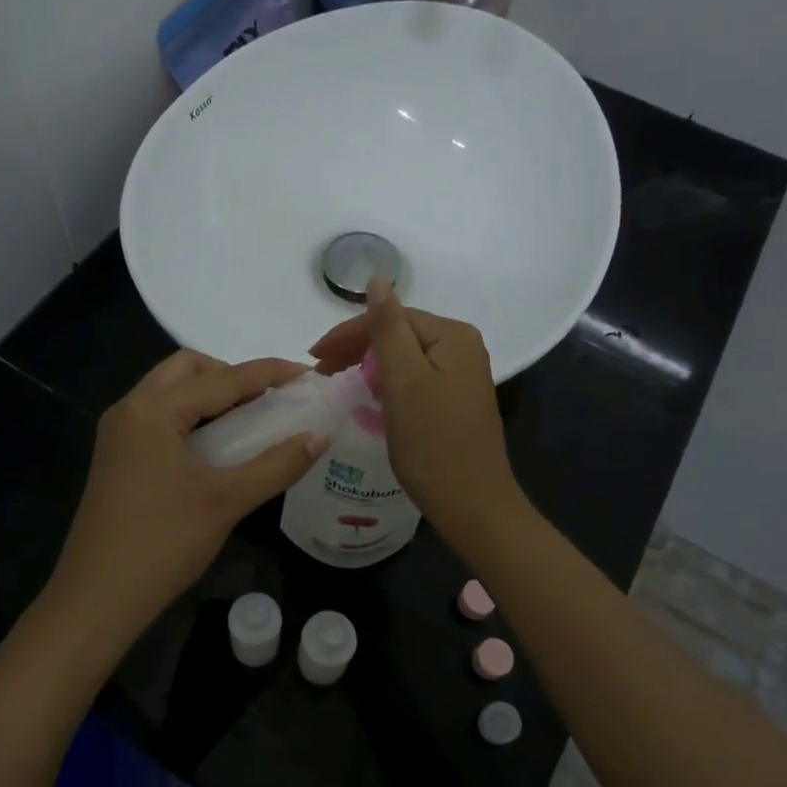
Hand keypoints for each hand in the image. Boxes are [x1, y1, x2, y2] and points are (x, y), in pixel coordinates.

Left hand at [46, 350, 326, 633]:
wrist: (96, 599)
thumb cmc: (163, 543)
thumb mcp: (227, 501)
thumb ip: (277, 464)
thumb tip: (321, 435)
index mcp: (153, 410)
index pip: (223, 378)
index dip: (271, 374)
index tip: (310, 374)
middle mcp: (130, 408)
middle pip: (188, 369)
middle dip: (233, 375)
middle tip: (270, 401)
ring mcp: (118, 434)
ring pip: (170, 391)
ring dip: (211, 394)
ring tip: (250, 420)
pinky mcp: (116, 457)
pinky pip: (159, 416)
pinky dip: (192, 416)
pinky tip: (217, 446)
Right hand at [309, 279, 521, 540]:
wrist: (473, 505)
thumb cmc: (433, 443)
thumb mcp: (404, 380)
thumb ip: (388, 328)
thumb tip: (377, 280)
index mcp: (453, 335)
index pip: (391, 317)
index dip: (349, 334)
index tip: (314, 358)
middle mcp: (463, 347)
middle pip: (399, 334)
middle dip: (357, 349)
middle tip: (321, 372)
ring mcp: (462, 375)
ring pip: (404, 358)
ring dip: (369, 366)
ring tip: (338, 383)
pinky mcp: (456, 400)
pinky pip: (414, 379)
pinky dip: (387, 384)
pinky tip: (369, 398)